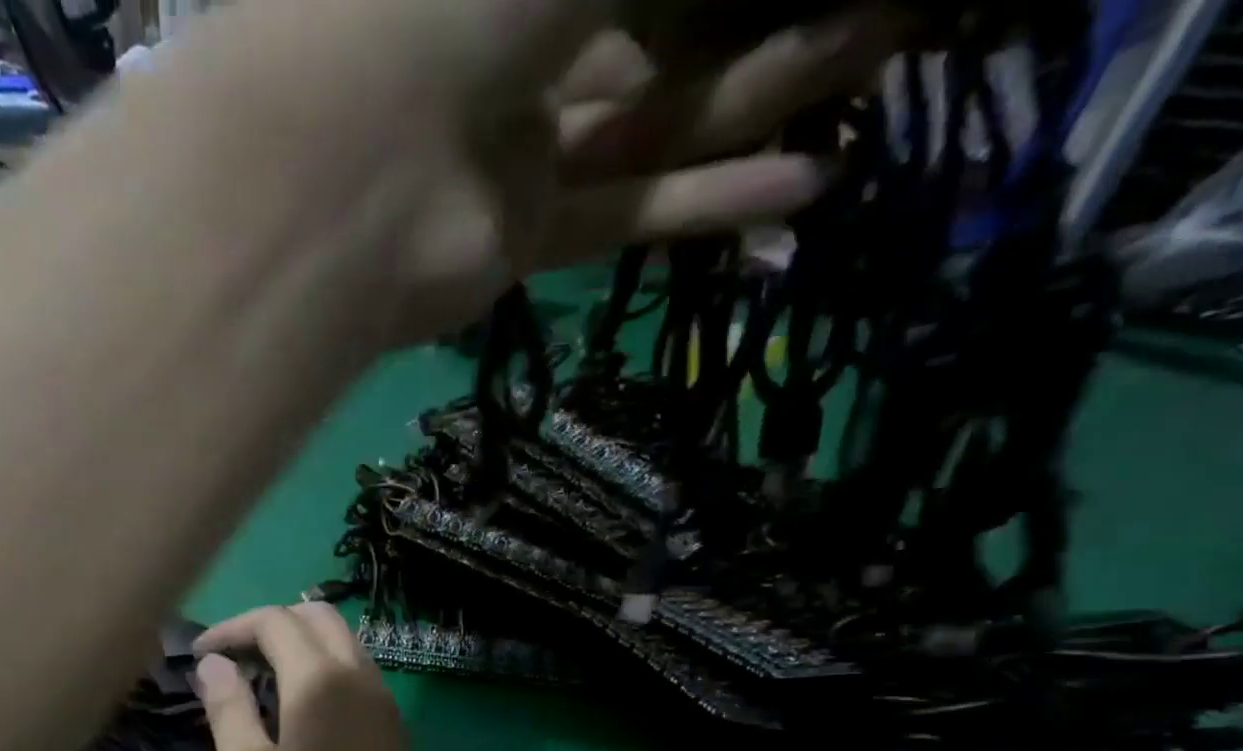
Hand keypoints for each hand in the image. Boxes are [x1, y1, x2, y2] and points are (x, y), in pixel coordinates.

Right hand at [193, 604, 434, 750]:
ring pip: (344, 643)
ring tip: (263, 680)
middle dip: (271, 625)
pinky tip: (301, 710)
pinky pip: (359, 674)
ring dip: (302, 645)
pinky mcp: (394, 731)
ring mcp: (385, 703)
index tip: (201, 656)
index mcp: (320, 680)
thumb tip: (212, 665)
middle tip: (234, 659)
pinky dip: (325, 670)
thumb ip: (227, 710)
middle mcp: (360, 677)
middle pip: (318, 618)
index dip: (232, 629)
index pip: (274, 622)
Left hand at [212, 0, 904, 340]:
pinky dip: (703, 200)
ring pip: (651, 115)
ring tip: (891, 44)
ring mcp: (511, 145)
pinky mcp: (514, 236)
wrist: (351, 166)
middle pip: (656, 14)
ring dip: (764, 88)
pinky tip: (803, 189)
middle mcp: (510, 36)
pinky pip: (622, 209)